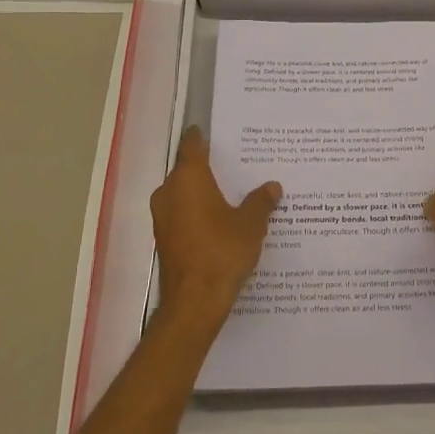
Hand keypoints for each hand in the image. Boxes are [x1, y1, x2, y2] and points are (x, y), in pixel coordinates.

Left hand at [150, 126, 280, 326]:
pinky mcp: (164, 238)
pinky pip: (182, 214)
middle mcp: (169, 192)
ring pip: (184, 193)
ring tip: (232, 192)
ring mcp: (162, 217)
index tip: (214, 130)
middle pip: (187, 170)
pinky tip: (220, 220)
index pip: (192, 145)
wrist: (194, 303)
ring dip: (203, 192)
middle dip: (209, 167)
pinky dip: (198, 212)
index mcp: (188, 178)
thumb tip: (272, 186)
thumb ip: (261, 201)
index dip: (202, 135)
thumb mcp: (251, 224)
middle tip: (236, 163)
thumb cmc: (222, 252)